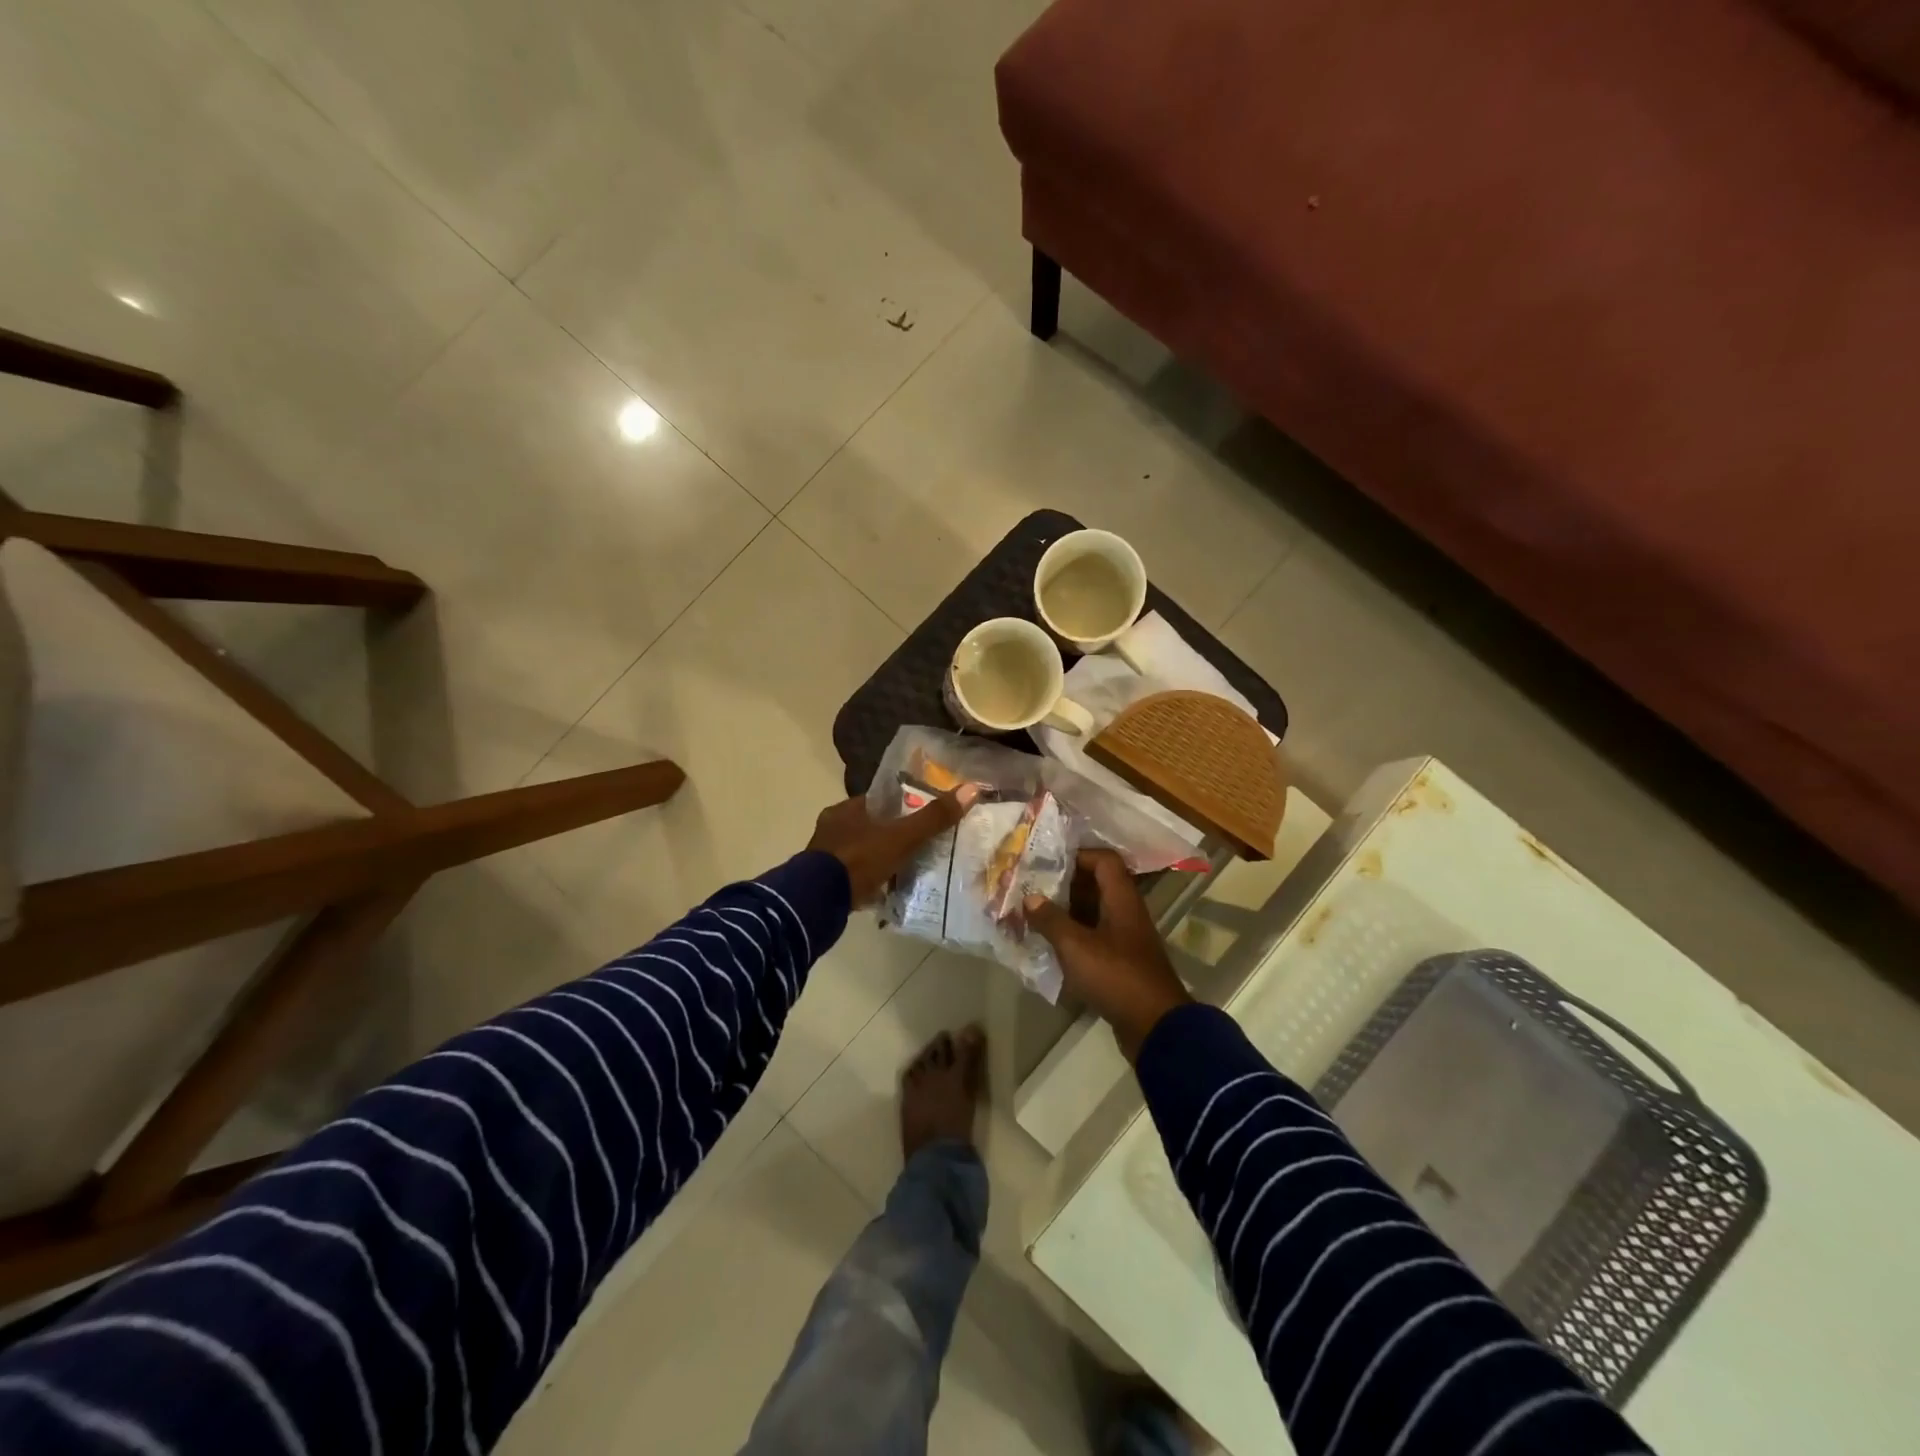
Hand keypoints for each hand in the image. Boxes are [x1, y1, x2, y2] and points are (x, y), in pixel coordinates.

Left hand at [808, 784, 979, 906]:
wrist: (818, 901)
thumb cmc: (860, 859)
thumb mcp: (902, 837)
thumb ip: (934, 817)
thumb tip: (972, 789)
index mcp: (846, 809)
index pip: (878, 801)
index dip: (900, 807)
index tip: (920, 817)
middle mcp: (831, 827)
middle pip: (869, 827)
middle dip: (889, 836)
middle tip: (916, 846)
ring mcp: (824, 856)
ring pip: (859, 852)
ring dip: (878, 859)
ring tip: (904, 869)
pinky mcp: (822, 882)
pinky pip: (851, 876)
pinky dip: (867, 880)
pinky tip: (884, 889)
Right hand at [1025, 849, 1191, 1060]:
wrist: (1155, 1026)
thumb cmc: (1116, 976)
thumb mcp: (1076, 946)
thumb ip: (1051, 919)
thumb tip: (1030, 898)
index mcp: (1122, 899)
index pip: (1104, 860)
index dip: (1078, 855)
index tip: (1048, 862)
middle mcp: (1127, 913)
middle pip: (1097, 886)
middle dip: (1065, 884)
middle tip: (1033, 887)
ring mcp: (1126, 940)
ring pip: (1094, 913)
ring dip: (1067, 912)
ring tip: (1034, 913)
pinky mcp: (1122, 964)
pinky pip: (1095, 939)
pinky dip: (1074, 937)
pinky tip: (1050, 944)